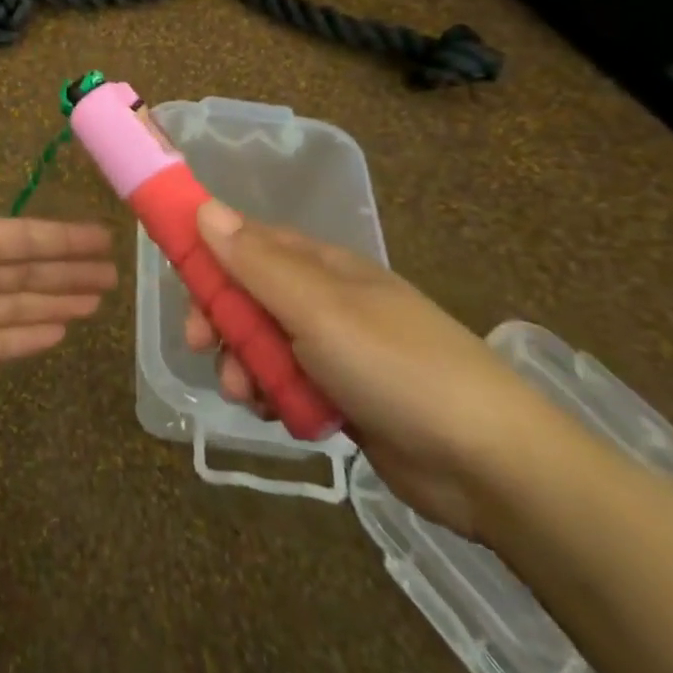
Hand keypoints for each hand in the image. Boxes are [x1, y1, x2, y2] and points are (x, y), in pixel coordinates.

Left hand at [0, 100, 117, 438]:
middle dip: (69, 270)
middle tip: (114, 274)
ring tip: (100, 302)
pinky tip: (65, 333)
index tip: (103, 236)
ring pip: (21, 302)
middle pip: (27, 269)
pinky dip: (33, 334)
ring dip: (58, 300)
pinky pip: (6, 340)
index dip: (62, 237)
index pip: (21, 236)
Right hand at [184, 202, 566, 537]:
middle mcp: (325, 300)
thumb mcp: (318, 308)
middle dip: (221, 320)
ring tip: (247, 396)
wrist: (491, 464)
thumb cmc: (396, 365)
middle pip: (250, 295)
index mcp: (322, 265)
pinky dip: (275, 396)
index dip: (210, 256)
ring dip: (244, 365)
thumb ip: (257, 262)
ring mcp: (336, 350)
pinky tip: (278, 415)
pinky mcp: (345, 397)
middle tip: (202, 348)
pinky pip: (289, 384)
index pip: (249, 242)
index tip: (181, 282)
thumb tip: (205, 207)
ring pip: (265, 344)